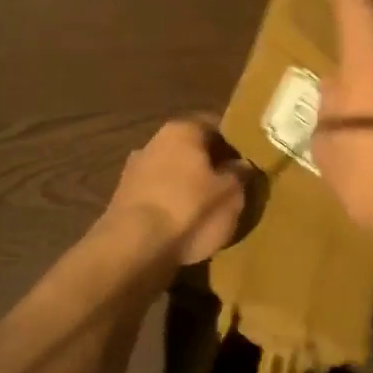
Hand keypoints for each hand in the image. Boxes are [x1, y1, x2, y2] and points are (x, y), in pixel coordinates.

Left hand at [104, 117, 251, 266]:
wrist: (133, 247)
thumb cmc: (188, 209)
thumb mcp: (230, 194)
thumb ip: (239, 175)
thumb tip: (242, 164)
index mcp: (182, 130)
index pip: (215, 125)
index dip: (234, 141)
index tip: (248, 158)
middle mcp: (154, 142)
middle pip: (190, 148)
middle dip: (210, 163)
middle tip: (232, 183)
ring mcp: (134, 170)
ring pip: (172, 172)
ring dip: (188, 185)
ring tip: (209, 207)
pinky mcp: (124, 199)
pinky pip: (158, 195)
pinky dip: (171, 204)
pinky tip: (184, 223)